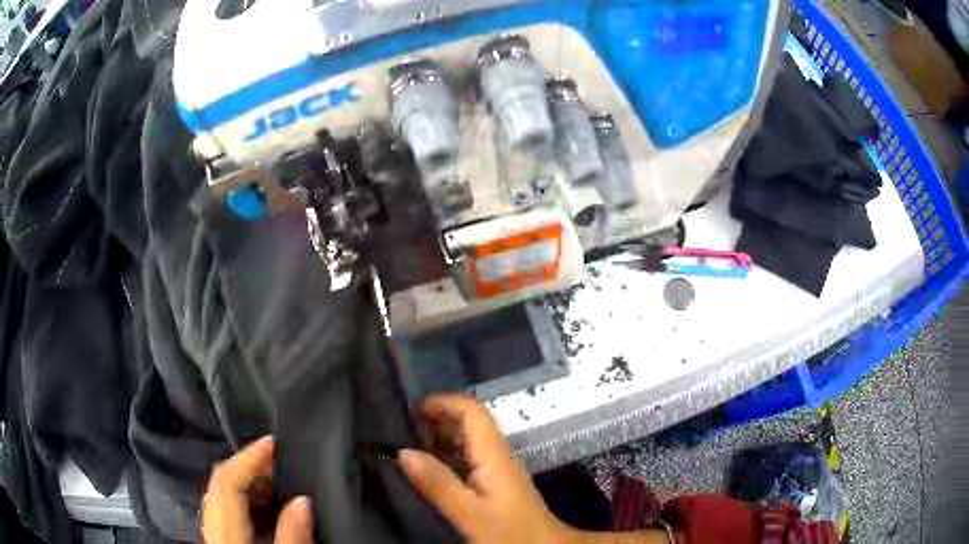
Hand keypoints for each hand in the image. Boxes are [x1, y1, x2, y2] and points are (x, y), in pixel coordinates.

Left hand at [202, 436, 313, 543]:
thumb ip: (292, 534)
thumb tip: (304, 501)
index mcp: (225, 526)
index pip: (227, 478)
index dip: (248, 455)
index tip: (272, 442)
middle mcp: (212, 523)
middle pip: (220, 481)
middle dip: (248, 463)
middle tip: (278, 458)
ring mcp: (213, 532)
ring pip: (222, 493)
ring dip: (247, 480)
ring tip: (276, 481)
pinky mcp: (220, 538)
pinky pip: (226, 508)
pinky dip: (245, 499)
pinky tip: (265, 508)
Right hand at [398, 394, 579, 542]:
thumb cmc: (510, 533)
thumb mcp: (469, 513)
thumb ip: (438, 484)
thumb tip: (404, 451)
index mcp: (494, 455)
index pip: (472, 411)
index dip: (443, 402)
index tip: (410, 409)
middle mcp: (499, 456)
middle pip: (470, 422)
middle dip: (438, 418)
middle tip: (402, 428)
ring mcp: (500, 470)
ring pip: (470, 441)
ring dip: (441, 437)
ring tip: (409, 446)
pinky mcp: (498, 484)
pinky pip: (470, 459)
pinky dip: (448, 456)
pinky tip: (430, 470)